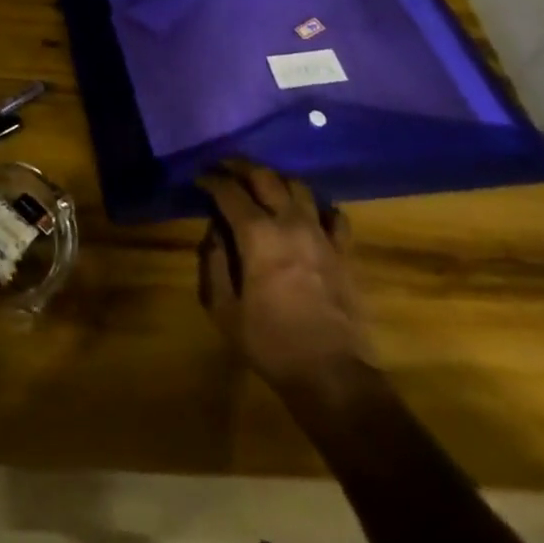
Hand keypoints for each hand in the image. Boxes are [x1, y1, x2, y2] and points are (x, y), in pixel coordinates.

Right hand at [197, 161, 377, 405]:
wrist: (333, 375)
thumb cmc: (271, 343)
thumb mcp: (224, 309)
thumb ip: (214, 263)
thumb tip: (214, 231)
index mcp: (257, 235)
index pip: (229, 191)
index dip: (211, 179)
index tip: (199, 177)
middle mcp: (290, 222)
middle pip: (265, 176)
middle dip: (241, 167)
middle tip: (225, 168)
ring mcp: (321, 234)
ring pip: (299, 187)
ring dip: (276, 179)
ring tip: (262, 185)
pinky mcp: (344, 251)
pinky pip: (333, 215)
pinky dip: (316, 207)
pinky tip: (307, 213)